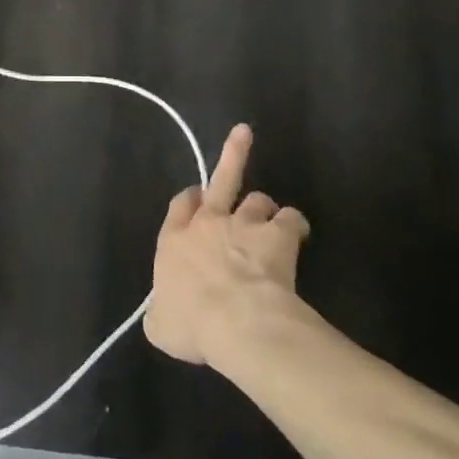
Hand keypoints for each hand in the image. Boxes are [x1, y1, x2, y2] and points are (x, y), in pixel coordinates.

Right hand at [144, 124, 310, 367]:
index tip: (196, 197)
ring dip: (265, 210)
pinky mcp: (276, 236)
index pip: (180, 206)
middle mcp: (208, 224)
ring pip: (257, 200)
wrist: (236, 321)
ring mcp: (244, 225)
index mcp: (174, 241)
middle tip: (243, 132)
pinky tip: (299, 235)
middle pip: (220, 180)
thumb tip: (162, 314)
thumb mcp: (160, 326)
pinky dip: (295, 226)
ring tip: (274, 222)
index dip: (189, 199)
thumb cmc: (192, 324)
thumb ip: (160, 313)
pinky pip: (291, 220)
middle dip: (232, 155)